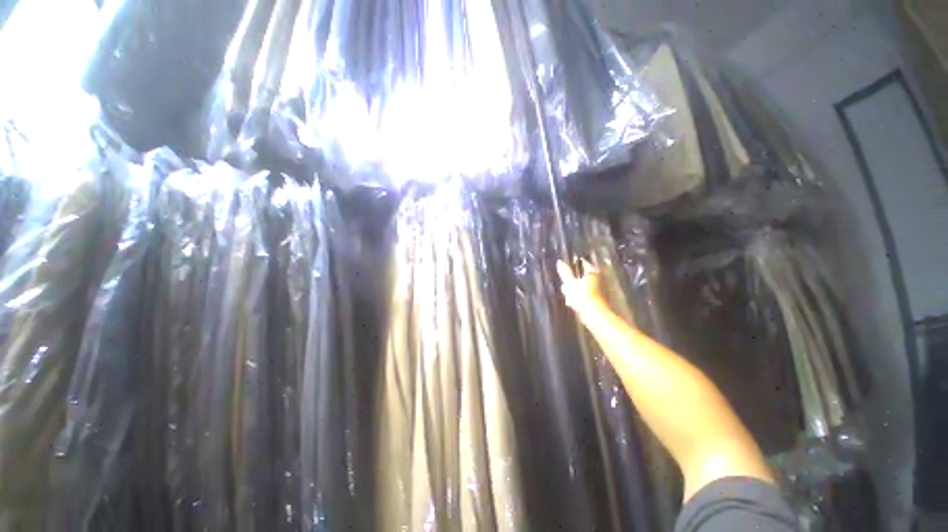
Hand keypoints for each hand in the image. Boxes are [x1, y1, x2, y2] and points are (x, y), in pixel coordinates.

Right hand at [556, 259, 606, 316]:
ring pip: (583, 286)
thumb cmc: (582, 296)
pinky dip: (580, 297)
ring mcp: (599, 289)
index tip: (565, 272)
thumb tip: (559, 261)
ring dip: (575, 290)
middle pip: (582, 276)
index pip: (581, 263)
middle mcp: (598, 278)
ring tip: (568, 297)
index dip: (572, 267)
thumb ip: (564, 272)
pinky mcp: (598, 299)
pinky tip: (574, 303)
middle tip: (565, 287)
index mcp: (592, 272)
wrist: (594, 315)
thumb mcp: (570, 283)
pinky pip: (586, 294)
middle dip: (573, 281)